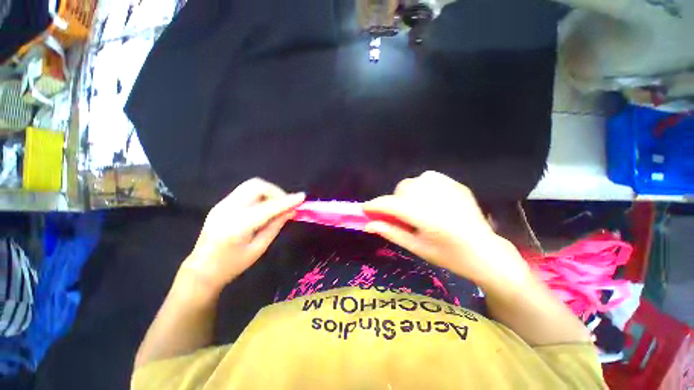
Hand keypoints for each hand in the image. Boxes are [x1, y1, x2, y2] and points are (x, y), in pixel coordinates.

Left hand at [181, 178, 304, 292]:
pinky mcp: (221, 204)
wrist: (201, 269)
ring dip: (268, 192)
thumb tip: (291, 211)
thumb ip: (275, 226)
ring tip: (276, 206)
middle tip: (285, 205)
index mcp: (238, 225)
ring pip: (251, 185)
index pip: (268, 207)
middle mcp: (228, 209)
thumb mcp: (259, 248)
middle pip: (257, 185)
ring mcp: (222, 204)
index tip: (302, 197)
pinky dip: (260, 195)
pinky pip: (246, 191)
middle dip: (276, 192)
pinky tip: (264, 208)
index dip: (287, 201)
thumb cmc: (232, 265)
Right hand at [363, 171, 527, 287]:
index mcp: (431, 221)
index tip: (364, 208)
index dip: (376, 205)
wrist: (486, 252)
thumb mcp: (417, 248)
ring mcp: (452, 190)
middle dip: (394, 200)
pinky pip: (429, 177)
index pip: (395, 206)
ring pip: (415, 180)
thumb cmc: (449, 256)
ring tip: (414, 207)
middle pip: (404, 188)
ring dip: (407, 192)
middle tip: (398, 214)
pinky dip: (421, 186)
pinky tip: (428, 199)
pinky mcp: (458, 185)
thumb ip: (391, 233)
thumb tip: (368, 224)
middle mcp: (441, 201)